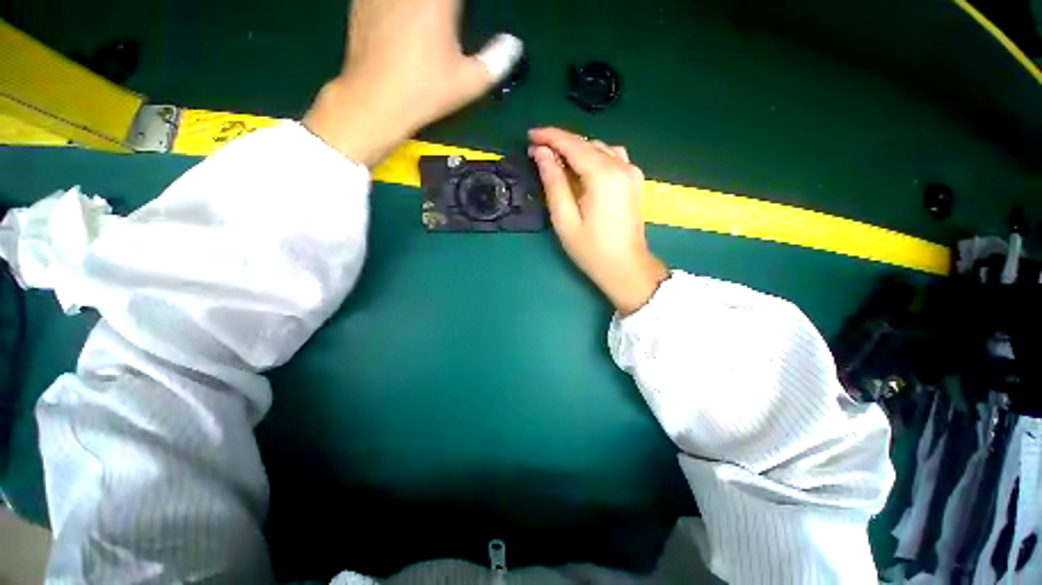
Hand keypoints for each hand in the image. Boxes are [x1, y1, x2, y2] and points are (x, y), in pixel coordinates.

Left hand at [304, 0, 520, 166]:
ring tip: (432, 19)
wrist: (375, 101)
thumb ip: (496, 61)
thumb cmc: (425, 93)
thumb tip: (514, 45)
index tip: (464, 13)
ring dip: (426, 7)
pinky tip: (405, 17)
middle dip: (446, 7)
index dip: (462, 6)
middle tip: (451, 16)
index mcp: (440, 1)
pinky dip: (401, 7)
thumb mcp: (468, 84)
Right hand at [529, 128, 668, 314]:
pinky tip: (581, 170)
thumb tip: (542, 153)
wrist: (626, 268)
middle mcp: (622, 166)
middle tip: (538, 153)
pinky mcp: (634, 180)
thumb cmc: (591, 250)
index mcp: (604, 175)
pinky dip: (592, 158)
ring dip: (577, 151)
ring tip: (557, 162)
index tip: (530, 135)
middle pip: (587, 144)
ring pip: (600, 148)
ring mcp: (632, 172)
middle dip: (561, 144)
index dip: (549, 136)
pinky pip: (611, 157)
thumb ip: (553, 183)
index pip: (573, 144)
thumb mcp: (565, 219)